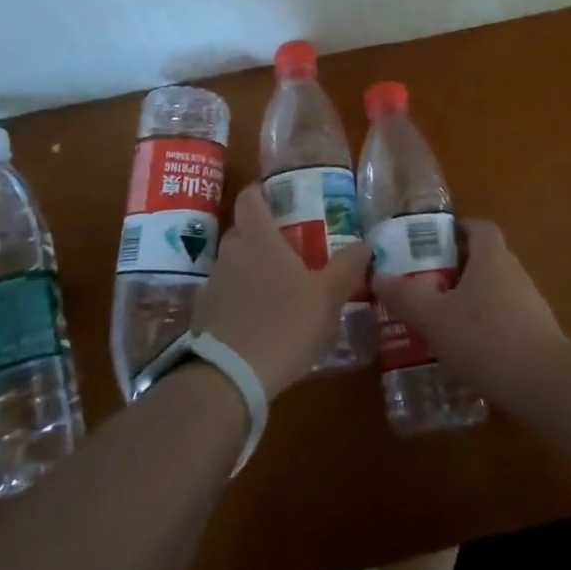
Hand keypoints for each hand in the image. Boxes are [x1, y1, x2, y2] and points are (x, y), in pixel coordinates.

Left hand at [191, 185, 370, 399]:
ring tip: (280, 284)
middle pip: (243, 230)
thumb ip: (347, 267)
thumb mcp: (327, 297)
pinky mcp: (204, 315)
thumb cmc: (284, 324)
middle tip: (291, 244)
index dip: (261, 191)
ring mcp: (213, 284)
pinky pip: (226, 293)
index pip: (250, 198)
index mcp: (258, 238)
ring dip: (252, 268)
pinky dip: (241, 297)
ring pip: (234, 263)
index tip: (277, 195)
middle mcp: (231, 253)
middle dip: (263, 233)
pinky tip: (261, 318)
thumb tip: (366, 243)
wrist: (229, 378)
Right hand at [374, 220, 569, 410]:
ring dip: (471, 298)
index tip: (432, 243)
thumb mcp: (434, 318)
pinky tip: (469, 350)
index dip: (457, 229)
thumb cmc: (486, 339)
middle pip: (485, 257)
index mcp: (491, 257)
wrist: (546, 385)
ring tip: (442, 319)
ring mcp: (530, 303)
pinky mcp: (538, 333)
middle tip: (427, 283)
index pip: (478, 227)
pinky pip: (506, 317)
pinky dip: (487, 325)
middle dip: (457, 267)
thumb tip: (378, 275)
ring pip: (495, 289)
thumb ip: (405, 296)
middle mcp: (514, 272)